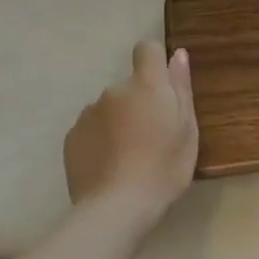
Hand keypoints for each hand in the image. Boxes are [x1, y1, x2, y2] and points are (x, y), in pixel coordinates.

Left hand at [64, 42, 197, 233]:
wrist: (116, 209)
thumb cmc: (164, 167)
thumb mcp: (187, 128)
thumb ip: (181, 87)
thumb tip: (177, 54)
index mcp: (146, 84)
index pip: (146, 49)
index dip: (154, 61)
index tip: (162, 86)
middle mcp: (114, 90)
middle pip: (129, 85)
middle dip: (138, 102)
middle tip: (151, 136)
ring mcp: (89, 113)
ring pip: (109, 108)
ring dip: (118, 121)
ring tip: (128, 156)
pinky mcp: (71, 137)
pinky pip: (91, 129)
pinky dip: (100, 139)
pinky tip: (109, 165)